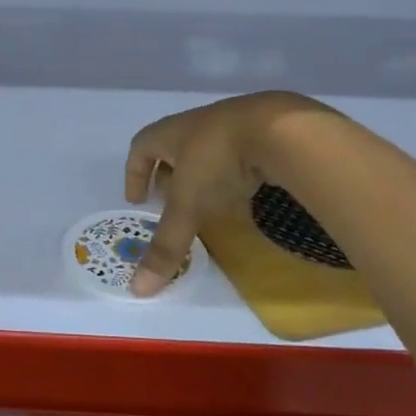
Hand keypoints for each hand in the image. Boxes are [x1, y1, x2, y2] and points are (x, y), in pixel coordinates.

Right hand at [124, 92, 332, 295]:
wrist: (280, 128)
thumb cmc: (218, 160)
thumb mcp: (188, 205)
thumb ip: (167, 245)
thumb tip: (138, 290)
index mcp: (171, 133)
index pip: (141, 147)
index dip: (134, 173)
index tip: (137, 201)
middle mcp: (198, 125)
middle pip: (173, 148)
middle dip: (168, 177)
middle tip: (170, 206)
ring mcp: (233, 125)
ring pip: (207, 152)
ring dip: (202, 178)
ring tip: (208, 207)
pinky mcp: (264, 132)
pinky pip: (239, 156)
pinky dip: (234, 177)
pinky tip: (245, 198)